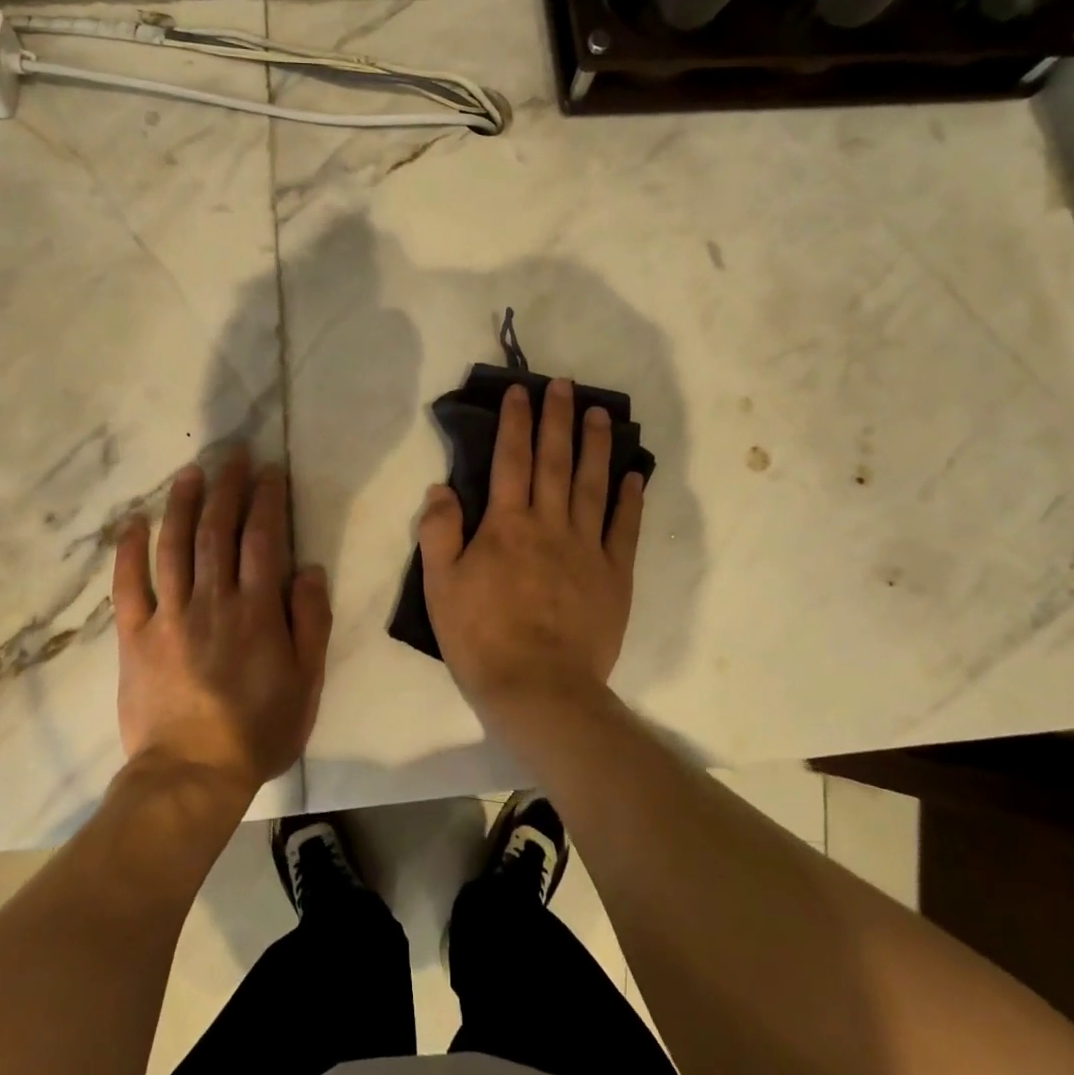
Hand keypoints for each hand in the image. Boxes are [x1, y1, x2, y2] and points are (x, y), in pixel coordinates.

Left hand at [113, 449, 332, 796]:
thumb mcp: (306, 681)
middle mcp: (213, 602)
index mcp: (257, 611)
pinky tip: (133, 522)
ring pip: (174, 547)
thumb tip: (309, 569)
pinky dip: (129, 551)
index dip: (267, 500)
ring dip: (182, 505)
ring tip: (190, 472)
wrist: (192, 774)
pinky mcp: (136, 637)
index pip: (263, 540)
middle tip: (232, 455)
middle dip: (227, 488)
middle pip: (217, 532)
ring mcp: (169, 617)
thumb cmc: (259, 729)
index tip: (270, 471)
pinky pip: (128, 587)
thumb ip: (310, 622)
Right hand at [418, 378, 644, 723]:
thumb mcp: (441, 586)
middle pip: (555, 461)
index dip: (515, 422)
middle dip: (559, 419)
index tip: (521, 392)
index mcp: (506, 525)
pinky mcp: (614, 575)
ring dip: (597, 446)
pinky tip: (634, 475)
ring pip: (593, 485)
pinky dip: (630, 499)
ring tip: (602, 414)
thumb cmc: (482, 638)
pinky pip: (624, 528)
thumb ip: (439, 532)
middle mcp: (549, 525)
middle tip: (566, 385)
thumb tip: (442, 487)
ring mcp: (587, 548)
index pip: (511, 460)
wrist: (539, 689)